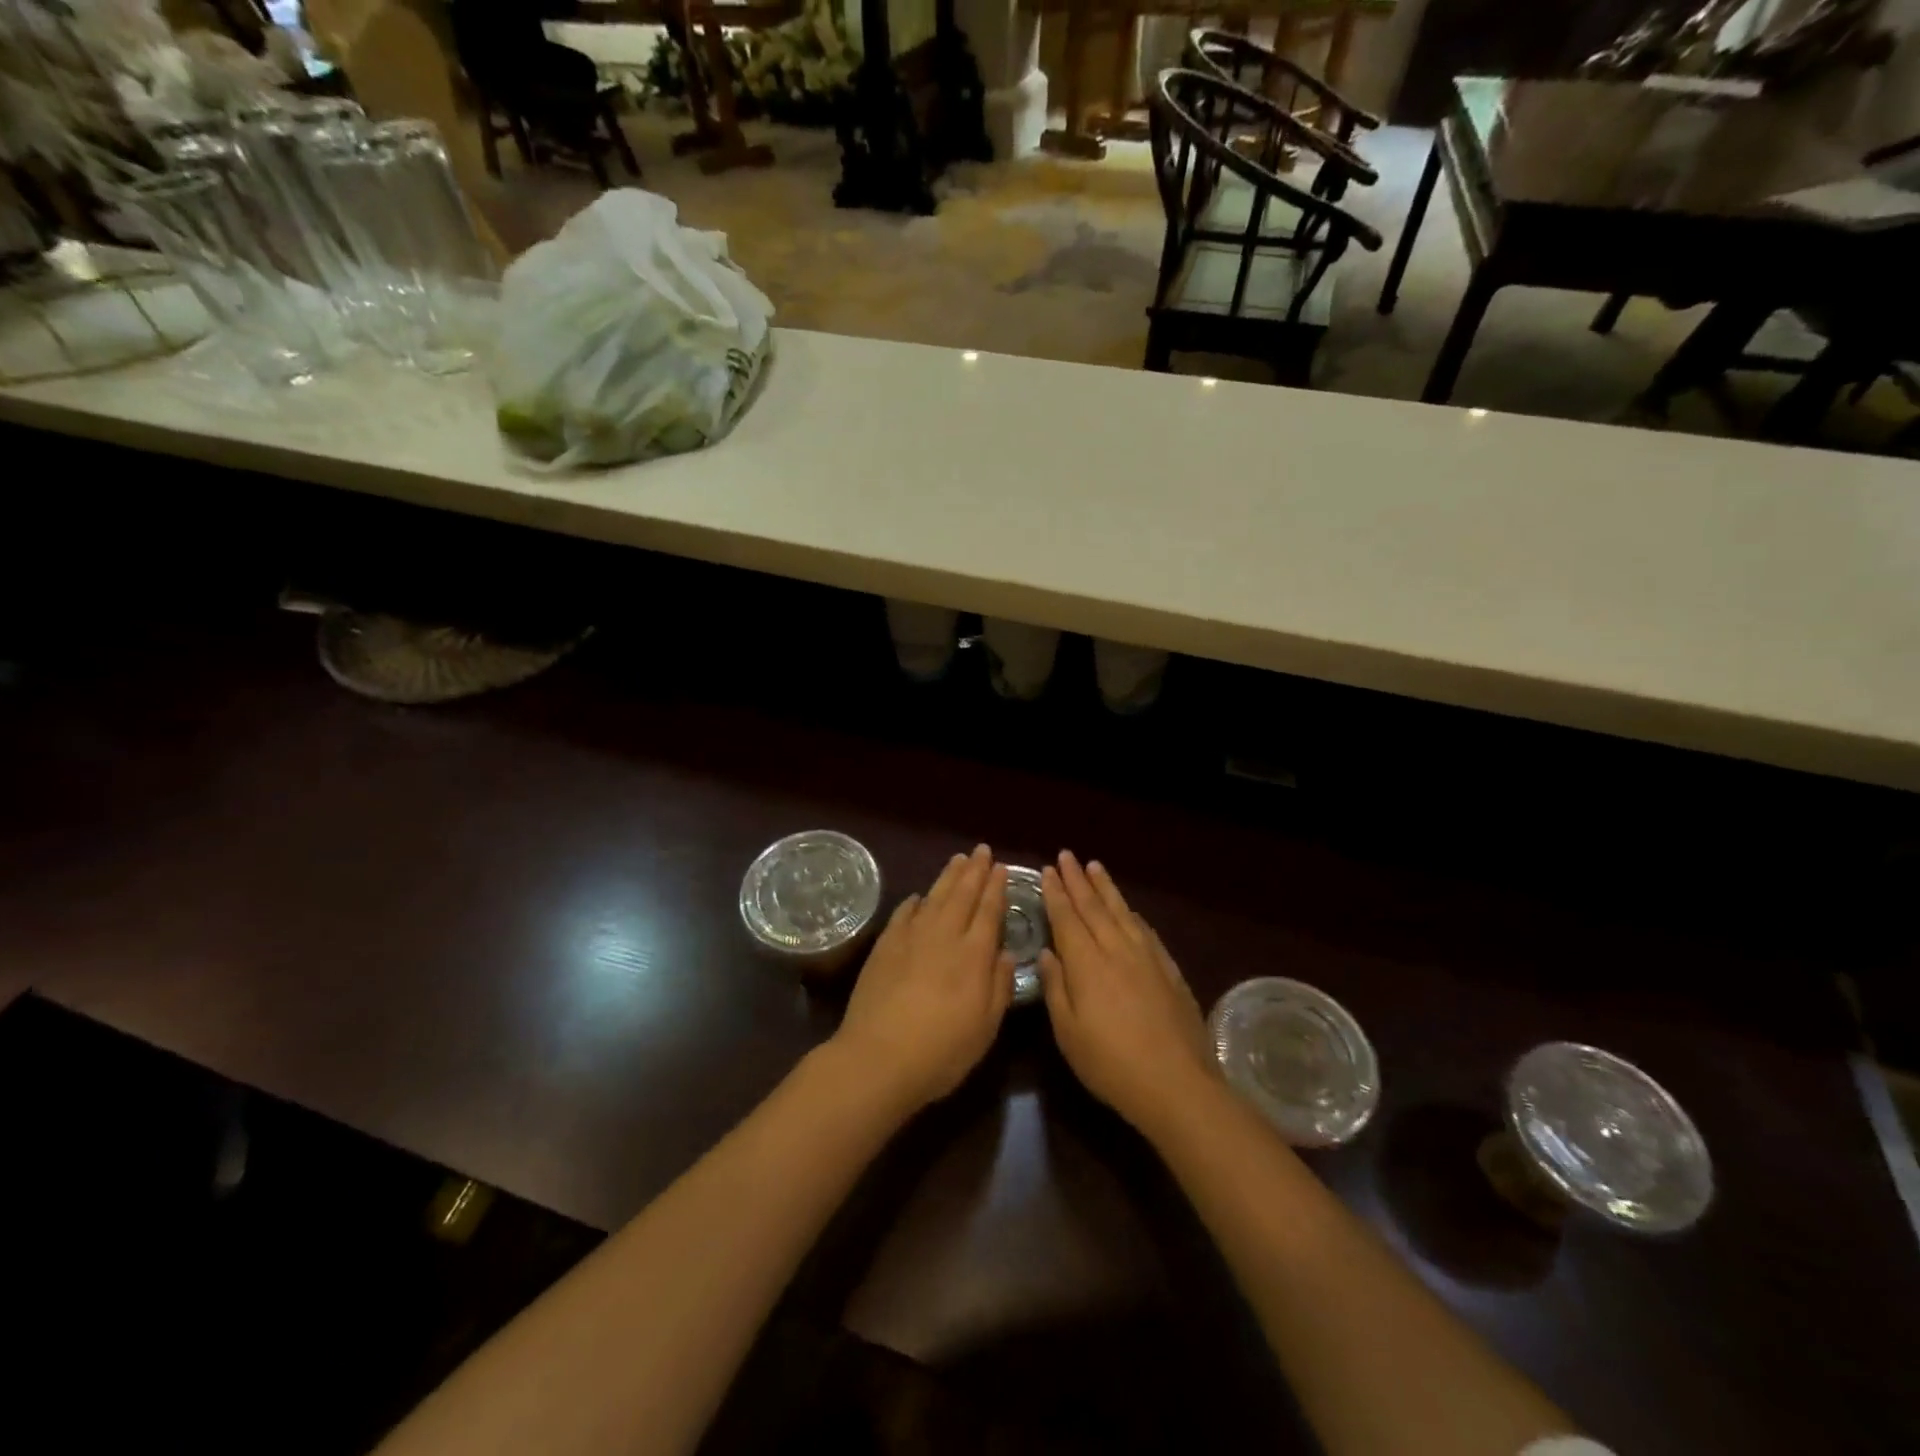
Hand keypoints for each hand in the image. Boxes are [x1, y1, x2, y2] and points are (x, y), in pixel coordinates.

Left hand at [833, 845, 1014, 1114]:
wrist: (879, 1057)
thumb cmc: (941, 1050)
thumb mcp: (985, 1027)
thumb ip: (999, 986)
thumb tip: (1005, 953)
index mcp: (974, 955)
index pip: (989, 911)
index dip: (996, 888)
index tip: (1001, 868)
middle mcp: (945, 936)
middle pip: (962, 895)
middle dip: (975, 871)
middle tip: (982, 850)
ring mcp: (911, 937)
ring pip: (934, 896)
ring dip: (948, 876)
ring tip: (958, 859)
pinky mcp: (885, 945)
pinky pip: (903, 913)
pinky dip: (914, 901)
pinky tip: (918, 896)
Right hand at [1039, 851, 1217, 1138]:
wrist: (1176, 1084)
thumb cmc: (1111, 1063)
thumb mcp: (1069, 1033)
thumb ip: (1056, 988)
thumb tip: (1047, 953)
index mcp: (1087, 964)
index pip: (1067, 918)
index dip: (1056, 893)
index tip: (1048, 870)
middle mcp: (1116, 950)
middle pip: (1094, 907)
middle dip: (1078, 880)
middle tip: (1067, 856)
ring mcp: (1147, 957)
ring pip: (1122, 912)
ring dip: (1106, 888)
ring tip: (1095, 866)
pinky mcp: (1169, 969)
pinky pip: (1146, 930)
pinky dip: (1132, 914)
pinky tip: (1130, 909)